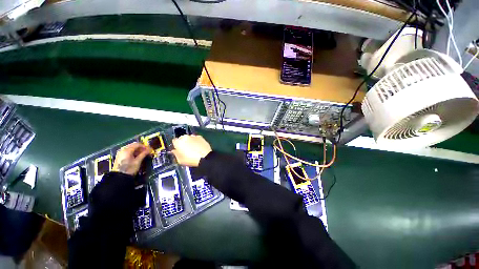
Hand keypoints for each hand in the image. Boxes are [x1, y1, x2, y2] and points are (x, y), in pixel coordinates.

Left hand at [112, 142, 150, 175]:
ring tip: (143, 154)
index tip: (150, 149)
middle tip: (147, 152)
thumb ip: (144, 154)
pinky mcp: (120, 156)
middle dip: (141, 148)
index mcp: (127, 150)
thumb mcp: (138, 161)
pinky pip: (128, 151)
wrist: (119, 177)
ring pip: (131, 148)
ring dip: (138, 150)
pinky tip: (137, 156)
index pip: (137, 144)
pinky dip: (133, 152)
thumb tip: (150, 150)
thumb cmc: (129, 169)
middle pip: (134, 145)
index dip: (145, 146)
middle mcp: (123, 149)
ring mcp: (121, 153)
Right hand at [171, 135, 211, 166]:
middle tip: (186, 149)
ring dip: (190, 141)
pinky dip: (196, 141)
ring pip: (189, 138)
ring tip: (193, 148)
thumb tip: (174, 151)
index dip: (176, 145)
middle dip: (183, 142)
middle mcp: (186, 137)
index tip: (178, 149)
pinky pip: (196, 138)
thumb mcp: (180, 160)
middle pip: (182, 138)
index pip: (174, 141)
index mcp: (179, 142)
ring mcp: (194, 136)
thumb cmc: (191, 160)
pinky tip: (198, 146)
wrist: (205, 157)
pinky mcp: (201, 137)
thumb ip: (175, 154)